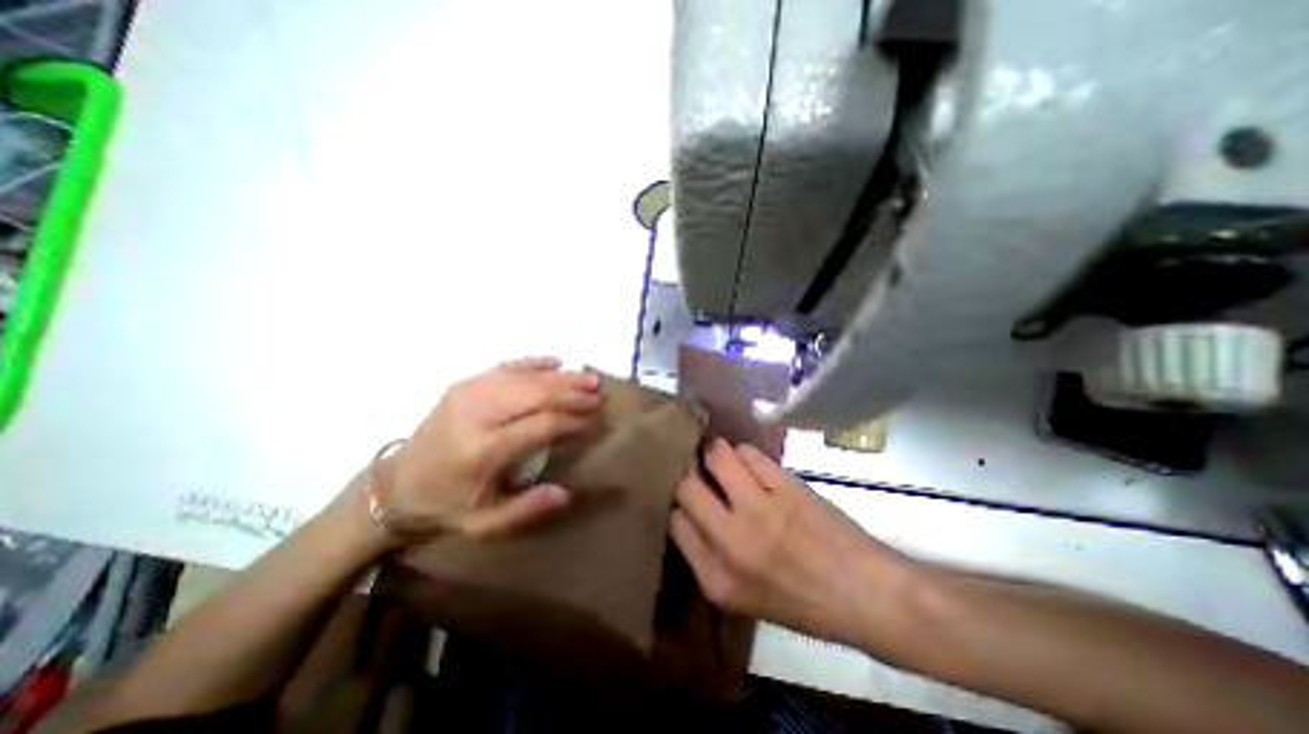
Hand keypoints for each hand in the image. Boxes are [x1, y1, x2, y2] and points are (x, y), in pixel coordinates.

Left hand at [372, 359, 595, 541]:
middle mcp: (477, 414)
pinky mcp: (463, 384)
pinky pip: (505, 366)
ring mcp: (468, 393)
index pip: (541, 425)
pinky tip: (555, 361)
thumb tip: (566, 492)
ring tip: (588, 378)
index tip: (591, 422)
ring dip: (561, 376)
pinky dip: (533, 362)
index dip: (571, 421)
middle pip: (536, 394)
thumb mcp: (484, 524)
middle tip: (597, 395)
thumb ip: (527, 509)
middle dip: (572, 393)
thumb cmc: (447, 505)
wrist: (396, 484)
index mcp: (483, 450)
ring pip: (525, 377)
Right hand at [676, 438, 912, 644]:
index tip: (682, 489)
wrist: (863, 593)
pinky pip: (749, 453)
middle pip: (686, 485)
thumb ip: (704, 555)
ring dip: (714, 451)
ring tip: (719, 455)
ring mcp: (761, 510)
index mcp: (716, 578)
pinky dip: (742, 451)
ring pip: (717, 456)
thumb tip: (684, 508)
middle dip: (686, 469)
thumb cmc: (799, 600)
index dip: (674, 499)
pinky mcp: (786, 487)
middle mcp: (732, 542)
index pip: (673, 520)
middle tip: (693, 464)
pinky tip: (747, 460)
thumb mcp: (739, 596)